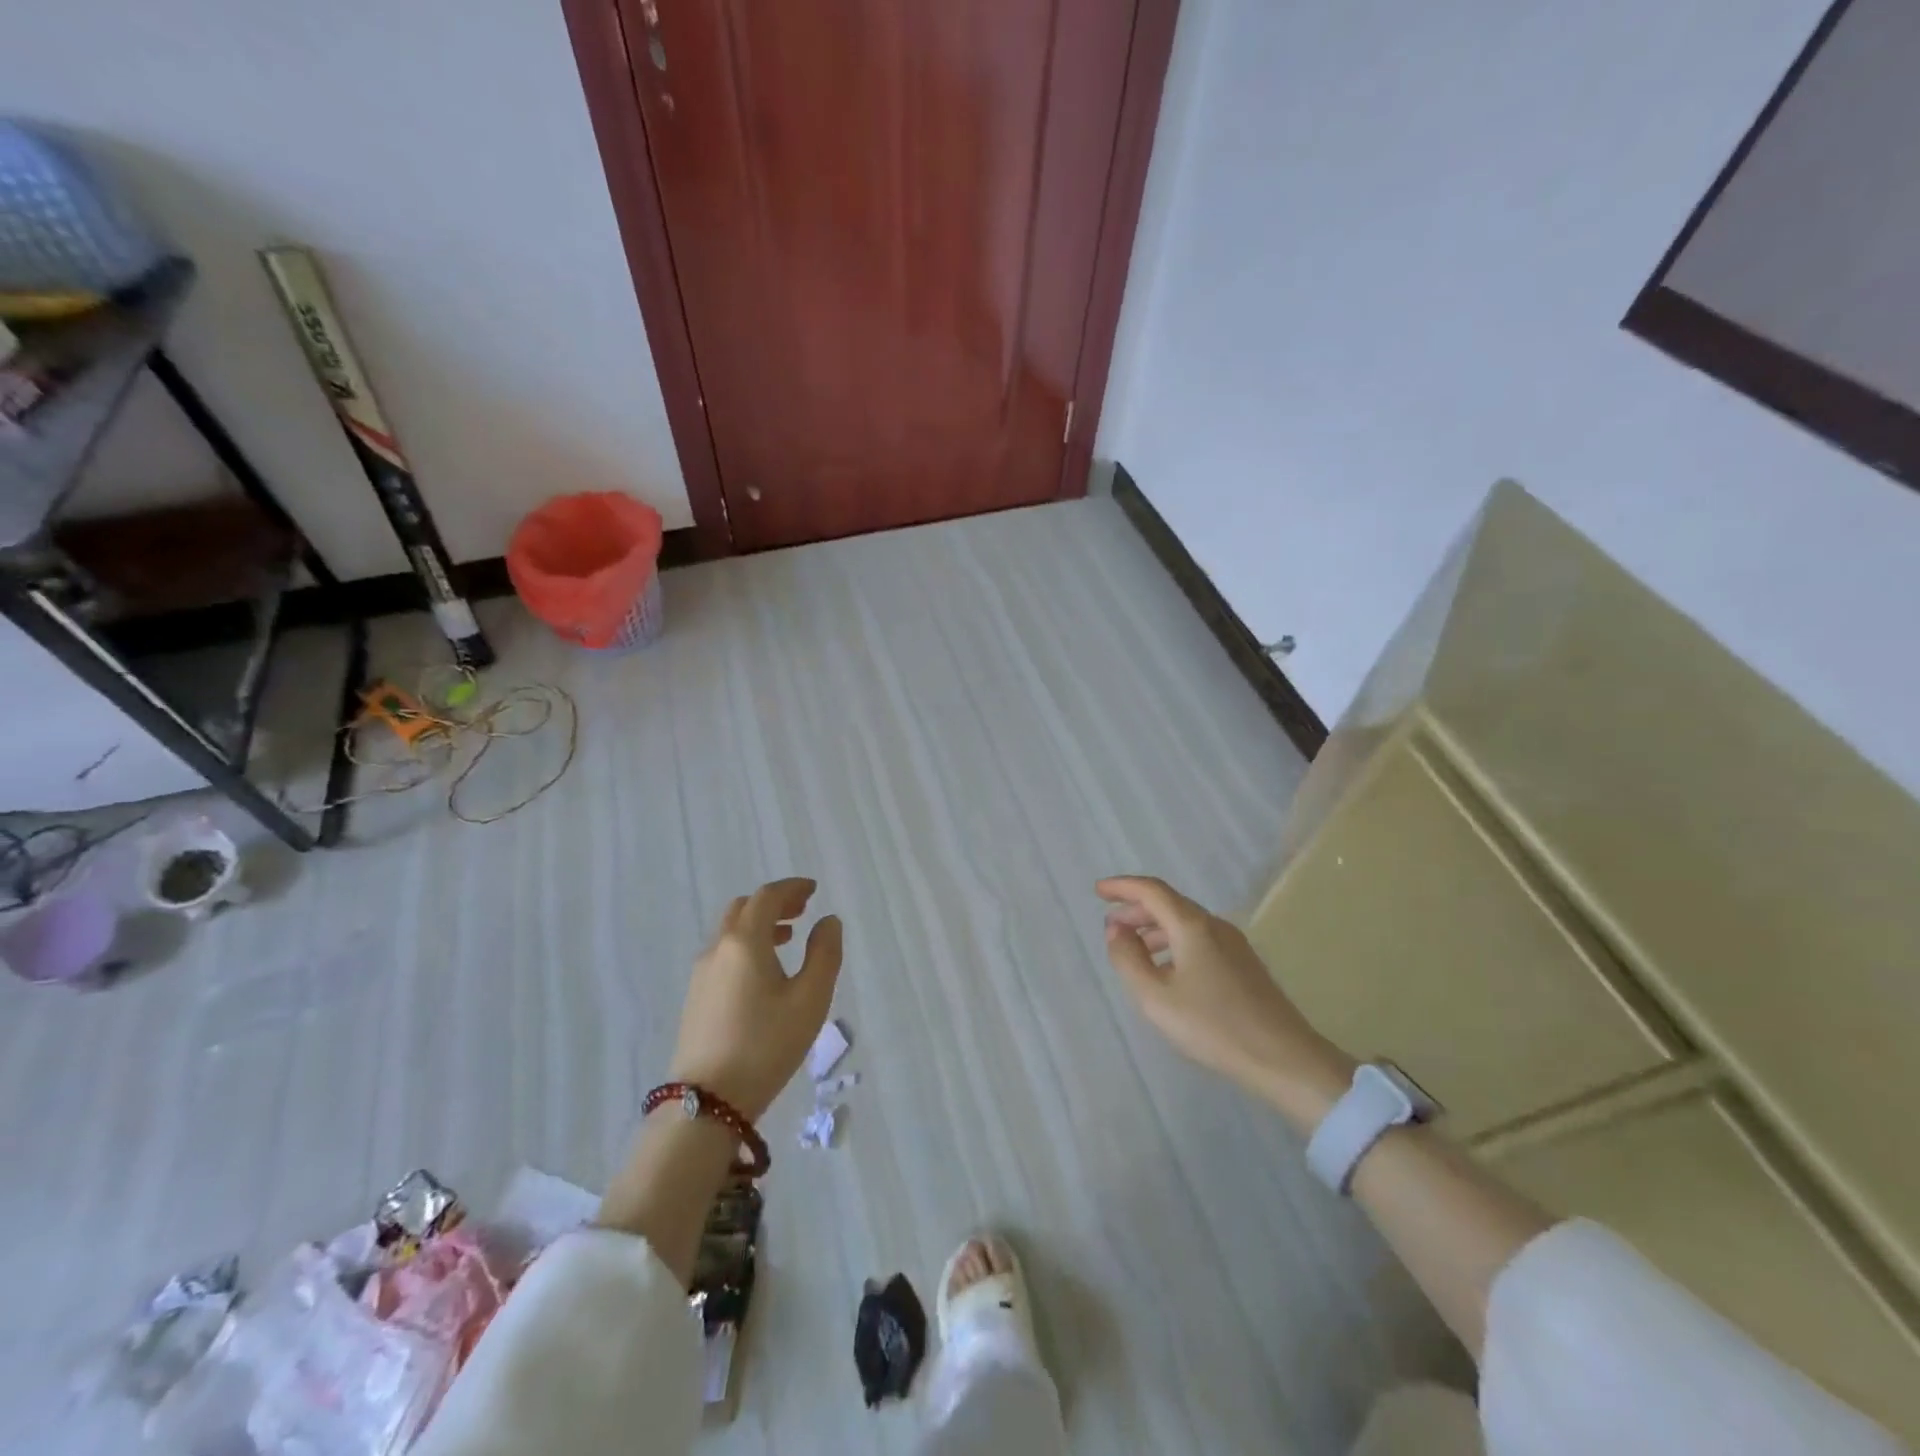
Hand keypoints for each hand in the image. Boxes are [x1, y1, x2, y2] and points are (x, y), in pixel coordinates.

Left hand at [669, 878, 843, 1120]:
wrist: (708, 1100)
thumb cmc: (767, 1045)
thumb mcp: (810, 999)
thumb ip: (824, 954)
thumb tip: (828, 921)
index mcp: (745, 942)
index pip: (767, 897)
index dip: (792, 889)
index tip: (813, 890)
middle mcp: (718, 949)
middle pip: (744, 909)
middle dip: (774, 903)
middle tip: (802, 910)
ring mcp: (701, 973)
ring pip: (730, 932)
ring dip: (759, 924)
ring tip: (787, 938)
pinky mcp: (695, 997)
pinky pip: (723, 953)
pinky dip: (746, 945)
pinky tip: (763, 970)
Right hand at [1098, 875, 1353, 1121]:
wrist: (1284, 1059)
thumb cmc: (1212, 1027)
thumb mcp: (1155, 997)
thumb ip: (1128, 959)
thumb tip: (1116, 930)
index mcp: (1192, 926)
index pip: (1151, 891)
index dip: (1122, 887)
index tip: (1098, 891)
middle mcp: (1214, 925)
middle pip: (1169, 904)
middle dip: (1136, 909)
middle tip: (1111, 926)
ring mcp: (1233, 944)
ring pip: (1185, 923)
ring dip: (1154, 928)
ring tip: (1133, 948)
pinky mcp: (1244, 965)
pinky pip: (1199, 939)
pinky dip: (1173, 942)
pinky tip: (1166, 969)